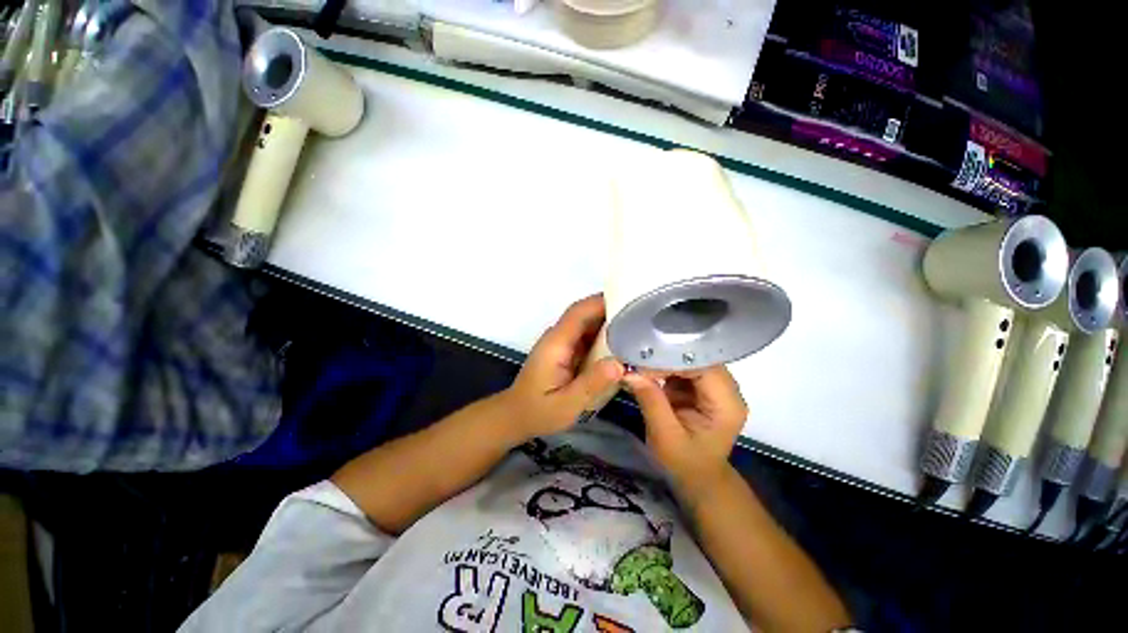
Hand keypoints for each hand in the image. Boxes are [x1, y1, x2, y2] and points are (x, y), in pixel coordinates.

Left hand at [502, 295, 624, 440]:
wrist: (516, 416)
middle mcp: (558, 337)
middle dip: (611, 309)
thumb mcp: (566, 404)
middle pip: (585, 313)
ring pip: (587, 323)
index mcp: (557, 343)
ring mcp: (562, 343)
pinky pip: (587, 336)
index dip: (602, 302)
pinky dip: (604, 336)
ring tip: (638, 325)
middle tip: (642, 313)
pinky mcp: (566, 351)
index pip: (579, 312)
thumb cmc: (539, 411)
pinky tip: (622, 343)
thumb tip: (620, 363)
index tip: (630, 299)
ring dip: (609, 322)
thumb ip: (591, 384)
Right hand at [624, 368, 747, 492]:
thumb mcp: (665, 437)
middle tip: (637, 362)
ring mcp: (715, 387)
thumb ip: (651, 402)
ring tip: (639, 365)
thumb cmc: (685, 463)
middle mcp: (727, 390)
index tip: (643, 365)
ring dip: (663, 361)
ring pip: (689, 360)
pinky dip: (664, 368)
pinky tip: (647, 371)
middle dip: (666, 358)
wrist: (698, 478)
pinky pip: (682, 368)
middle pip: (697, 359)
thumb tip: (630, 373)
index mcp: (727, 404)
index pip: (703, 367)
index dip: (673, 361)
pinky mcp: (702, 387)